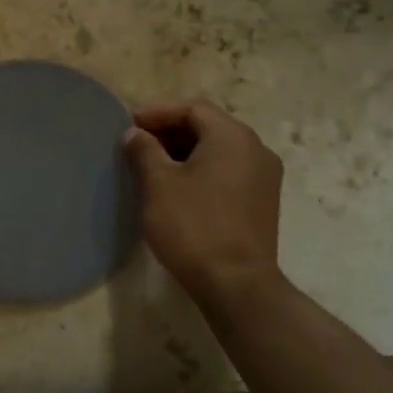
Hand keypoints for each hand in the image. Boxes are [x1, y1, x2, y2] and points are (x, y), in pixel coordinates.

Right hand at [123, 100, 289, 304]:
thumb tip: (135, 134)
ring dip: (185, 151)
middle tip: (138, 144)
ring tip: (153, 166)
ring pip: (219, 150)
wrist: (237, 284)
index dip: (158, 112)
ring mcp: (264, 177)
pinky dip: (202, 170)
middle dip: (171, 131)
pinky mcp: (263, 202)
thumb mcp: (159, 184)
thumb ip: (144, 151)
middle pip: (209, 126)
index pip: (193, 108)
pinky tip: (178, 188)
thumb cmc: (193, 226)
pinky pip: (229, 171)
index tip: (129, 125)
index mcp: (232, 136)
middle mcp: (256, 149)